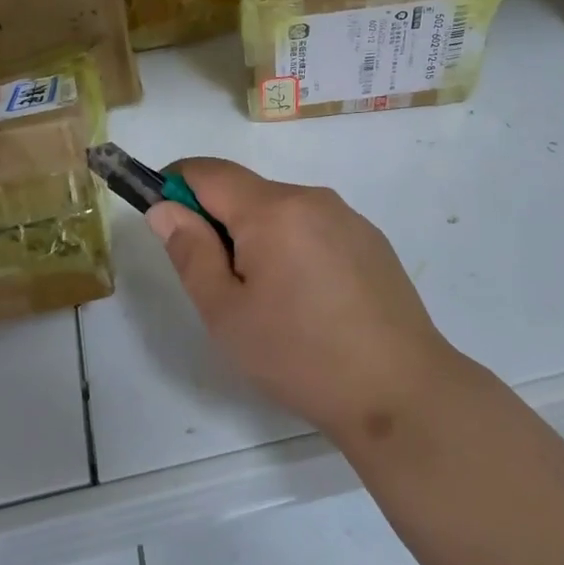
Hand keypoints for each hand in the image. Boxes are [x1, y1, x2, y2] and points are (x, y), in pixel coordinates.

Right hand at [147, 157, 458, 443]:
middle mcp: (311, 197)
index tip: (162, 216)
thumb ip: (190, 252)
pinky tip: (309, 301)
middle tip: (219, 284)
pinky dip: (293, 247)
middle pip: (246, 192)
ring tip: (268, 301)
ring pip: (280, 211)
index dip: (175, 184)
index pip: (208, 171)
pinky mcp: (370, 239)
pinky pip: (314, 227)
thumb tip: (165, 208)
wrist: (401, 392)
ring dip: (258, 237)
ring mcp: (346, 216)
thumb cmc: (300, 355)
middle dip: (219, 222)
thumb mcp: (226, 313)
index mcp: (272, 209)